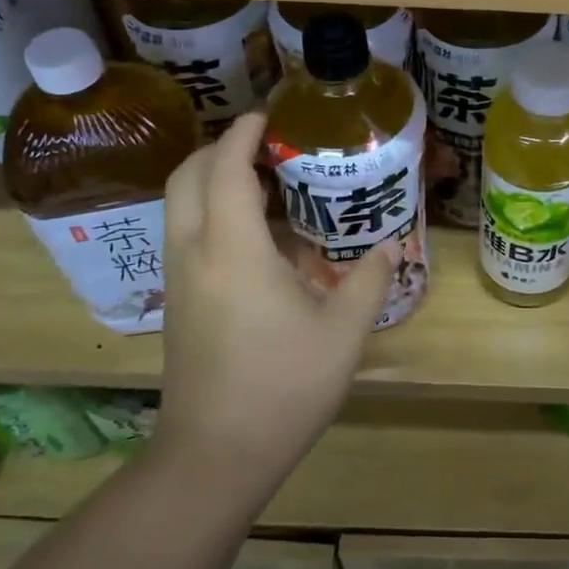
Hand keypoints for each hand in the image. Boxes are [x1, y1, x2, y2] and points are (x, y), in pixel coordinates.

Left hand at [149, 111, 395, 501]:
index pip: (227, 168)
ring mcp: (179, 280)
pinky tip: (258, 237)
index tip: (269, 113)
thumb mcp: (343, 333)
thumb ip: (368, 280)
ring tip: (267, 182)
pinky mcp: (177, 302)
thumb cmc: (283, 387)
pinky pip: (186, 234)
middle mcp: (194, 253)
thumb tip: (390, 248)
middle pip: (188, 176)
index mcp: (232, 250)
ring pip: (180, 205)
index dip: (244, 133)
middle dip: (222, 148)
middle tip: (268, 143)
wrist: (214, 455)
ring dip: (214, 179)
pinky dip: (212, 211)